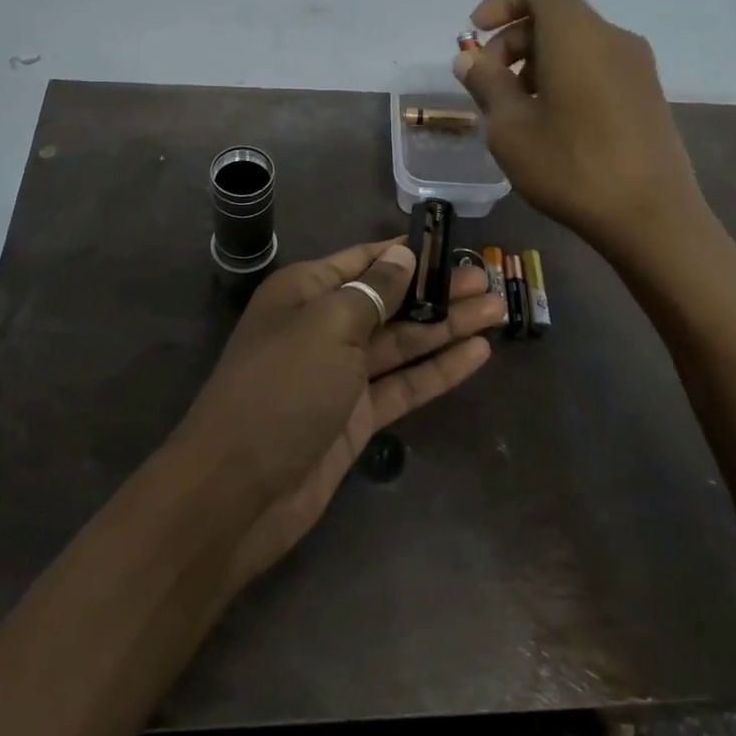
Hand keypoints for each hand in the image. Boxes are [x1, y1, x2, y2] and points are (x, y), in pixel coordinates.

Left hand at [178, 239, 503, 589]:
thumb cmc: (282, 388)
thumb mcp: (327, 326)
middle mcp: (324, 326)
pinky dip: (438, 369)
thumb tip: (402, 256)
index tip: (452, 244)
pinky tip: (478, 353)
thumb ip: (372, 291)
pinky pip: (404, 384)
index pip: (364, 260)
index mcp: (306, 292)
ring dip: (447, 326)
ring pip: (403, 342)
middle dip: (438, 290)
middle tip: (489, 281)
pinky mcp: (357, 416)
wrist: (238, 491)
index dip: (407, 253)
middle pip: (390, 301)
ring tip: (497, 310)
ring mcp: (342, 374)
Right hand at [454, 0, 715, 261]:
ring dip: (537, 62)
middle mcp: (613, 39)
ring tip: (517, 111)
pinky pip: (596, 66)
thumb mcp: (511, 130)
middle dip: (514, 40)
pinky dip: (565, 77)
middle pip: (557, 15)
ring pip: (576, 43)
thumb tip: (469, 59)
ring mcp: (636, 67)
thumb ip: (487, 85)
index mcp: (578, 36)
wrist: (653, 217)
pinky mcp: (647, 94)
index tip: (478, 34)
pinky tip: (552, 124)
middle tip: (489, 85)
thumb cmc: (572, 169)